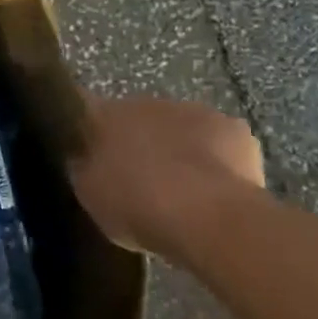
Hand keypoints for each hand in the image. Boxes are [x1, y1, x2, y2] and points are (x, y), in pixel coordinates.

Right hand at [67, 96, 264, 259]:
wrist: (207, 216)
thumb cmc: (136, 206)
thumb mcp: (89, 194)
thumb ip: (84, 167)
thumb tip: (84, 157)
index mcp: (102, 114)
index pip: (83, 109)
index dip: (85, 129)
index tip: (86, 150)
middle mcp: (144, 102)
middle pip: (135, 117)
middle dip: (135, 140)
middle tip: (136, 176)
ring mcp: (191, 111)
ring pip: (177, 126)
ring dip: (175, 147)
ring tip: (179, 187)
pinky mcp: (234, 128)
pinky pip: (218, 141)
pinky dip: (215, 158)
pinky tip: (215, 187)